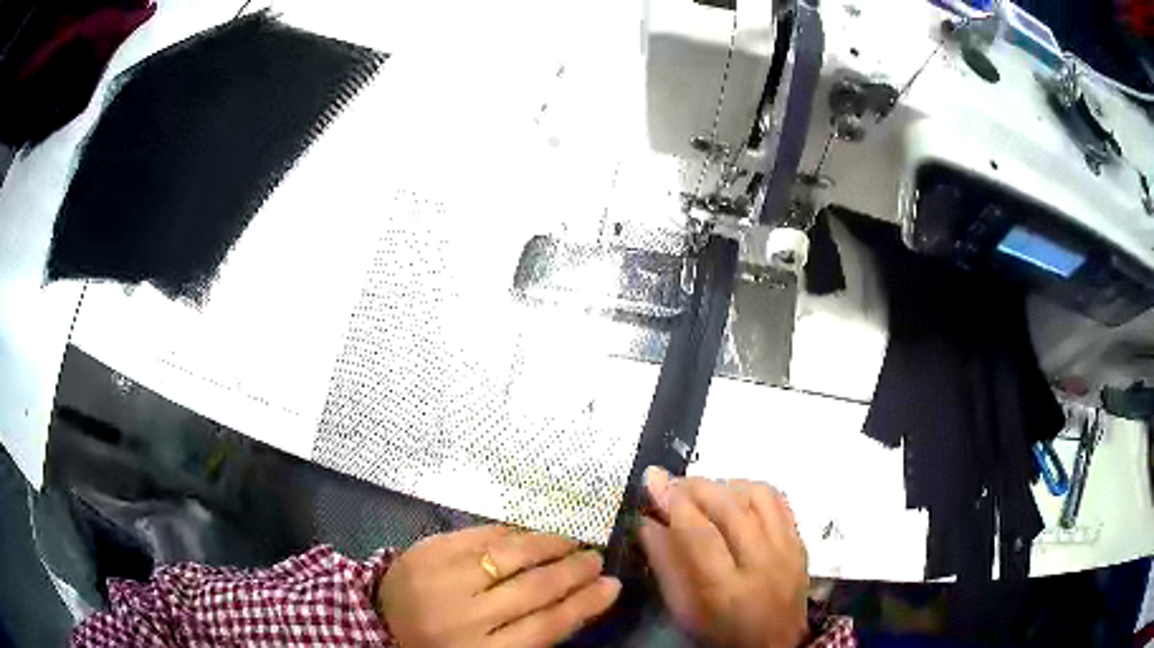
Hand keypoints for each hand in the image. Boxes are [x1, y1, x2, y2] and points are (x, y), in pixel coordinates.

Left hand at [377, 525, 620, 646]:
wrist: (374, 621)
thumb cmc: (438, 645)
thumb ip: (527, 634)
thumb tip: (577, 602)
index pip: (547, 626)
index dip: (585, 604)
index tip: (612, 587)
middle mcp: (465, 616)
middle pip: (534, 589)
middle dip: (573, 571)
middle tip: (596, 558)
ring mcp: (443, 578)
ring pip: (510, 555)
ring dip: (549, 544)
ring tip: (573, 539)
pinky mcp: (427, 550)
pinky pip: (479, 535)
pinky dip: (512, 532)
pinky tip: (531, 531)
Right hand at [639, 467, 808, 647]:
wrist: (776, 642)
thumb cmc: (720, 632)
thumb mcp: (683, 611)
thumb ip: (665, 566)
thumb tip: (647, 522)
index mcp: (727, 591)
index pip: (701, 536)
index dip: (675, 504)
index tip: (653, 481)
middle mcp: (763, 564)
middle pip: (731, 509)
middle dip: (696, 487)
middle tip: (671, 482)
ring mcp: (787, 549)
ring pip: (757, 496)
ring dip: (723, 485)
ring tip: (702, 492)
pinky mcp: (799, 540)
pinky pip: (778, 499)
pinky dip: (751, 489)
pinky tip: (734, 495)